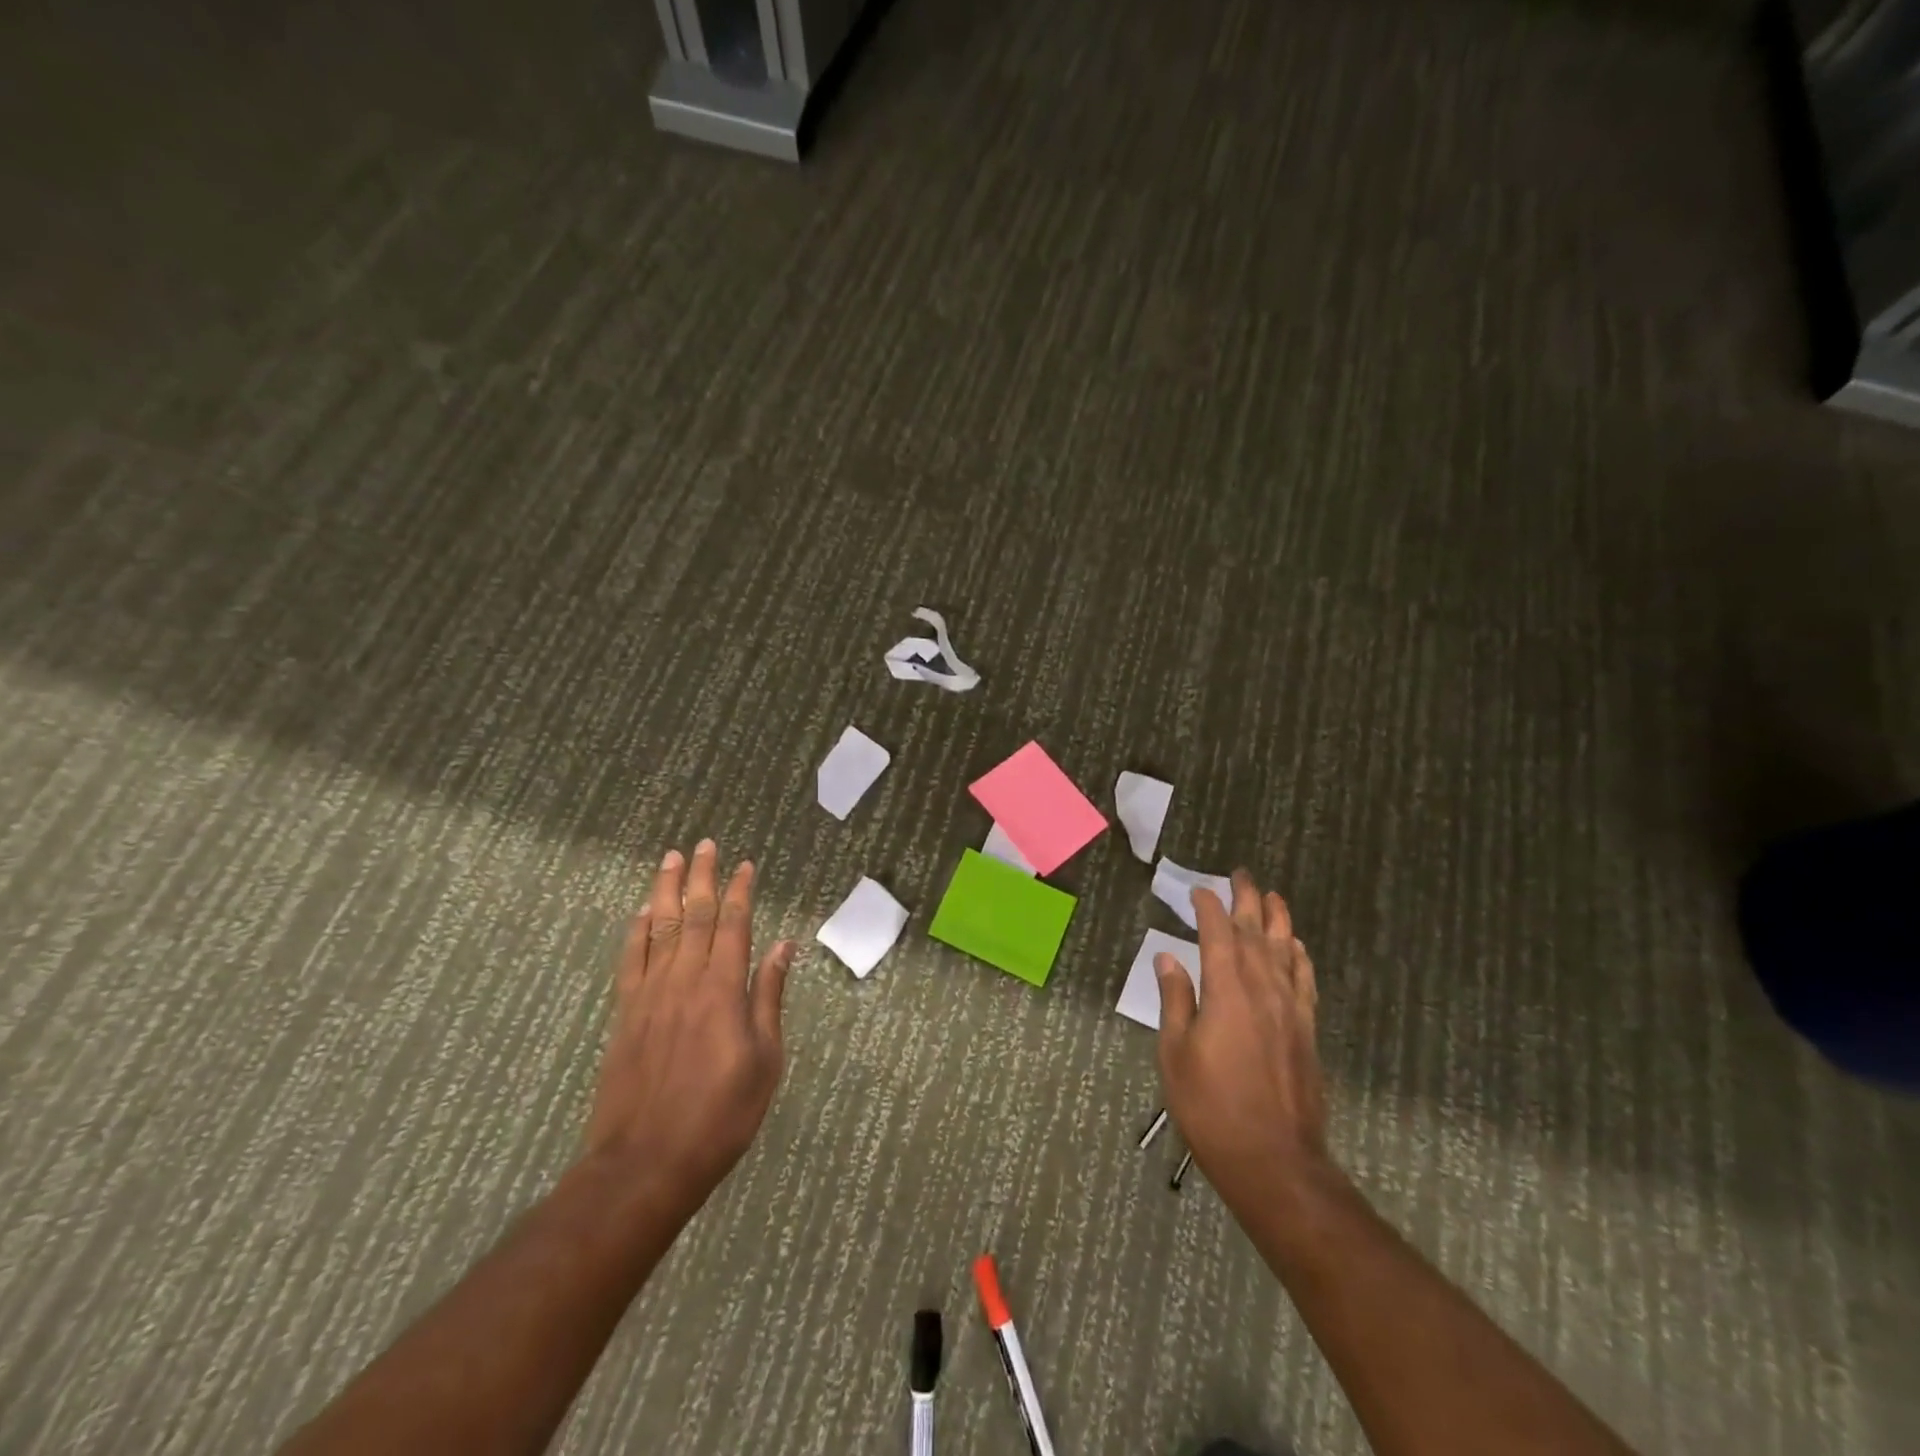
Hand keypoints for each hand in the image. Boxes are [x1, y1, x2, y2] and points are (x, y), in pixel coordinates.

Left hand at [584, 840, 792, 1213]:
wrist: (646, 1163)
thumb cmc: (720, 1116)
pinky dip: (636, 930)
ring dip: (666, 890)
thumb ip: (769, 998)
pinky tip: (641, 911)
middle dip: (701, 877)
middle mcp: (686, 980)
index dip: (739, 891)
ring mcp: (650, 994)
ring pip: (659, 927)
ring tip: (671, 859)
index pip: (733, 925)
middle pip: (693, 915)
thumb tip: (783, 946)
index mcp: (724, 990)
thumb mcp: (764, 1060)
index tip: (744, 864)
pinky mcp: (625, 1014)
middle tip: (704, 844)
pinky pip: (631, 959)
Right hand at [1154, 870, 1333, 1206]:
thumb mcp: (1175, 1053)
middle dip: (1248, 900)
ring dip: (1278, 920)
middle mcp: (1263, 989)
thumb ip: (1175, 1000)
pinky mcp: (1306, 1031)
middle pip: (1257, 933)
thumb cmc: (1211, 1106)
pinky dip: (1300, 958)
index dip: (1209, 907)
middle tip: (1242, 874)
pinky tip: (1297, 948)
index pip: (1218, 934)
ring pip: (1285, 951)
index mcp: (1227, 990)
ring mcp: (1290, 1010)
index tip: (1199, 890)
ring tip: (1273, 896)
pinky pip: (1305, 981)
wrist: (1274, 1160)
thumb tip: (1167, 957)